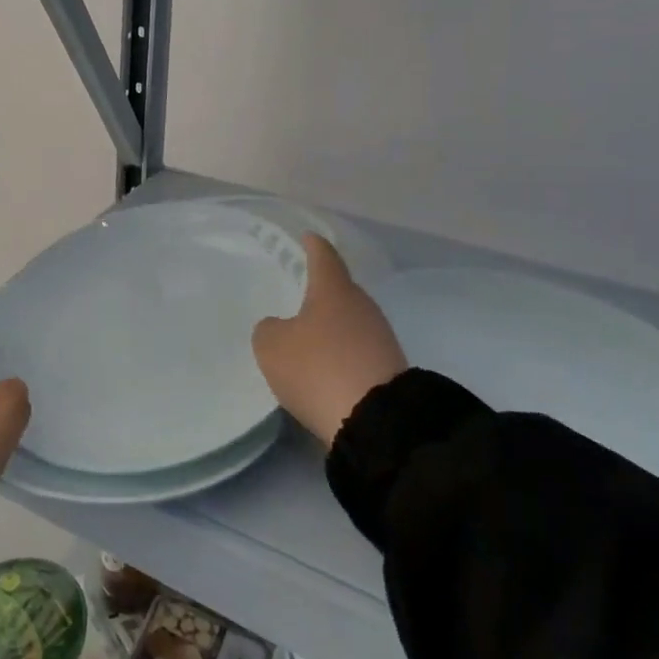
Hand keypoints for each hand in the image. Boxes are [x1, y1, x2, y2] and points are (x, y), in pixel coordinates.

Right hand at [252, 236, 407, 447]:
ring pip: (350, 320)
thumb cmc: (318, 368)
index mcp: (334, 289)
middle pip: (339, 289)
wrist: (376, 421)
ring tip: (308, 333)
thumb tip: (279, 327)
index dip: (313, 245)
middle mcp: (361, 305)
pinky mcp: (389, 367)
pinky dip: (342, 351)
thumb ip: (269, 329)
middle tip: (298, 291)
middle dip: (321, 289)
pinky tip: (326, 365)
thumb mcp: (272, 347)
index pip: (323, 256)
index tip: (308, 237)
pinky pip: (358, 349)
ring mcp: (380, 336)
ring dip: (331, 324)